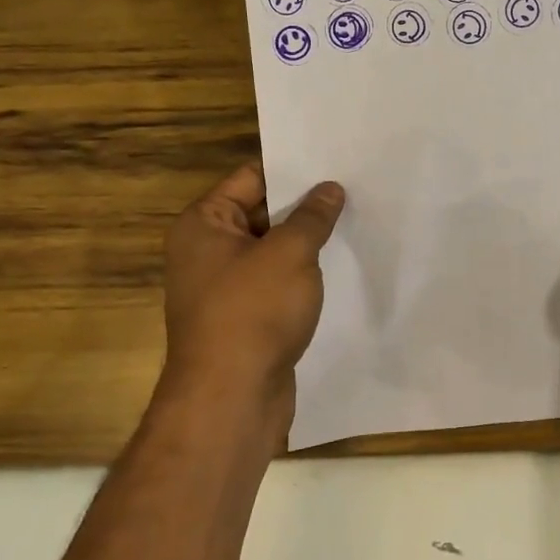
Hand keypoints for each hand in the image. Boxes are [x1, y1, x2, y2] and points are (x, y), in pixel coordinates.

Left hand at [162, 162, 345, 434]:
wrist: (230, 399)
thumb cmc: (253, 312)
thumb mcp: (290, 253)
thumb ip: (312, 217)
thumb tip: (330, 188)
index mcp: (204, 224)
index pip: (251, 178)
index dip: (292, 169)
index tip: (333, 161)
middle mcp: (206, 250)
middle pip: (261, 213)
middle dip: (304, 206)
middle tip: (353, 188)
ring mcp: (224, 287)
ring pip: (271, 250)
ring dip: (305, 242)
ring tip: (354, 221)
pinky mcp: (243, 318)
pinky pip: (275, 283)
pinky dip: (301, 275)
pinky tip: (338, 267)